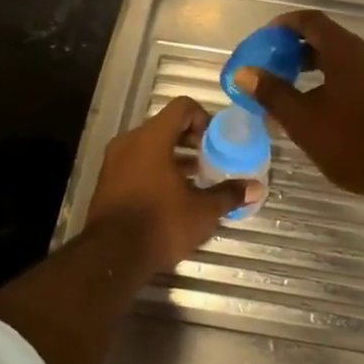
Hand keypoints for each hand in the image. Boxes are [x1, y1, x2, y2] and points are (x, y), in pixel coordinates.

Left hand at [85, 97, 252, 273]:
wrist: (111, 256)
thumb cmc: (160, 223)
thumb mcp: (202, 211)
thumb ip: (229, 194)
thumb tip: (256, 188)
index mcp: (152, 138)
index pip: (182, 107)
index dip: (204, 119)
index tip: (216, 142)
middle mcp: (129, 142)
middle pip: (165, 125)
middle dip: (190, 140)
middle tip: (210, 161)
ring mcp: (114, 162)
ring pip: (149, 146)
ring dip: (173, 157)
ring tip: (195, 180)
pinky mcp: (107, 182)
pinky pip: (136, 163)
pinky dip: (155, 170)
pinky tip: (172, 195)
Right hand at [233, 10, 363, 204]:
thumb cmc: (355, 143)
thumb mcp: (304, 121)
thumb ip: (273, 94)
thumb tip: (245, 72)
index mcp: (346, 51)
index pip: (310, 21)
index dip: (283, 25)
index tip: (262, 40)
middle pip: (326, 40)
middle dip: (294, 52)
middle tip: (270, 70)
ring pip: (340, 62)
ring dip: (312, 72)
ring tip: (289, 96)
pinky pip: (355, 79)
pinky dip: (331, 85)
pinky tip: (319, 114)